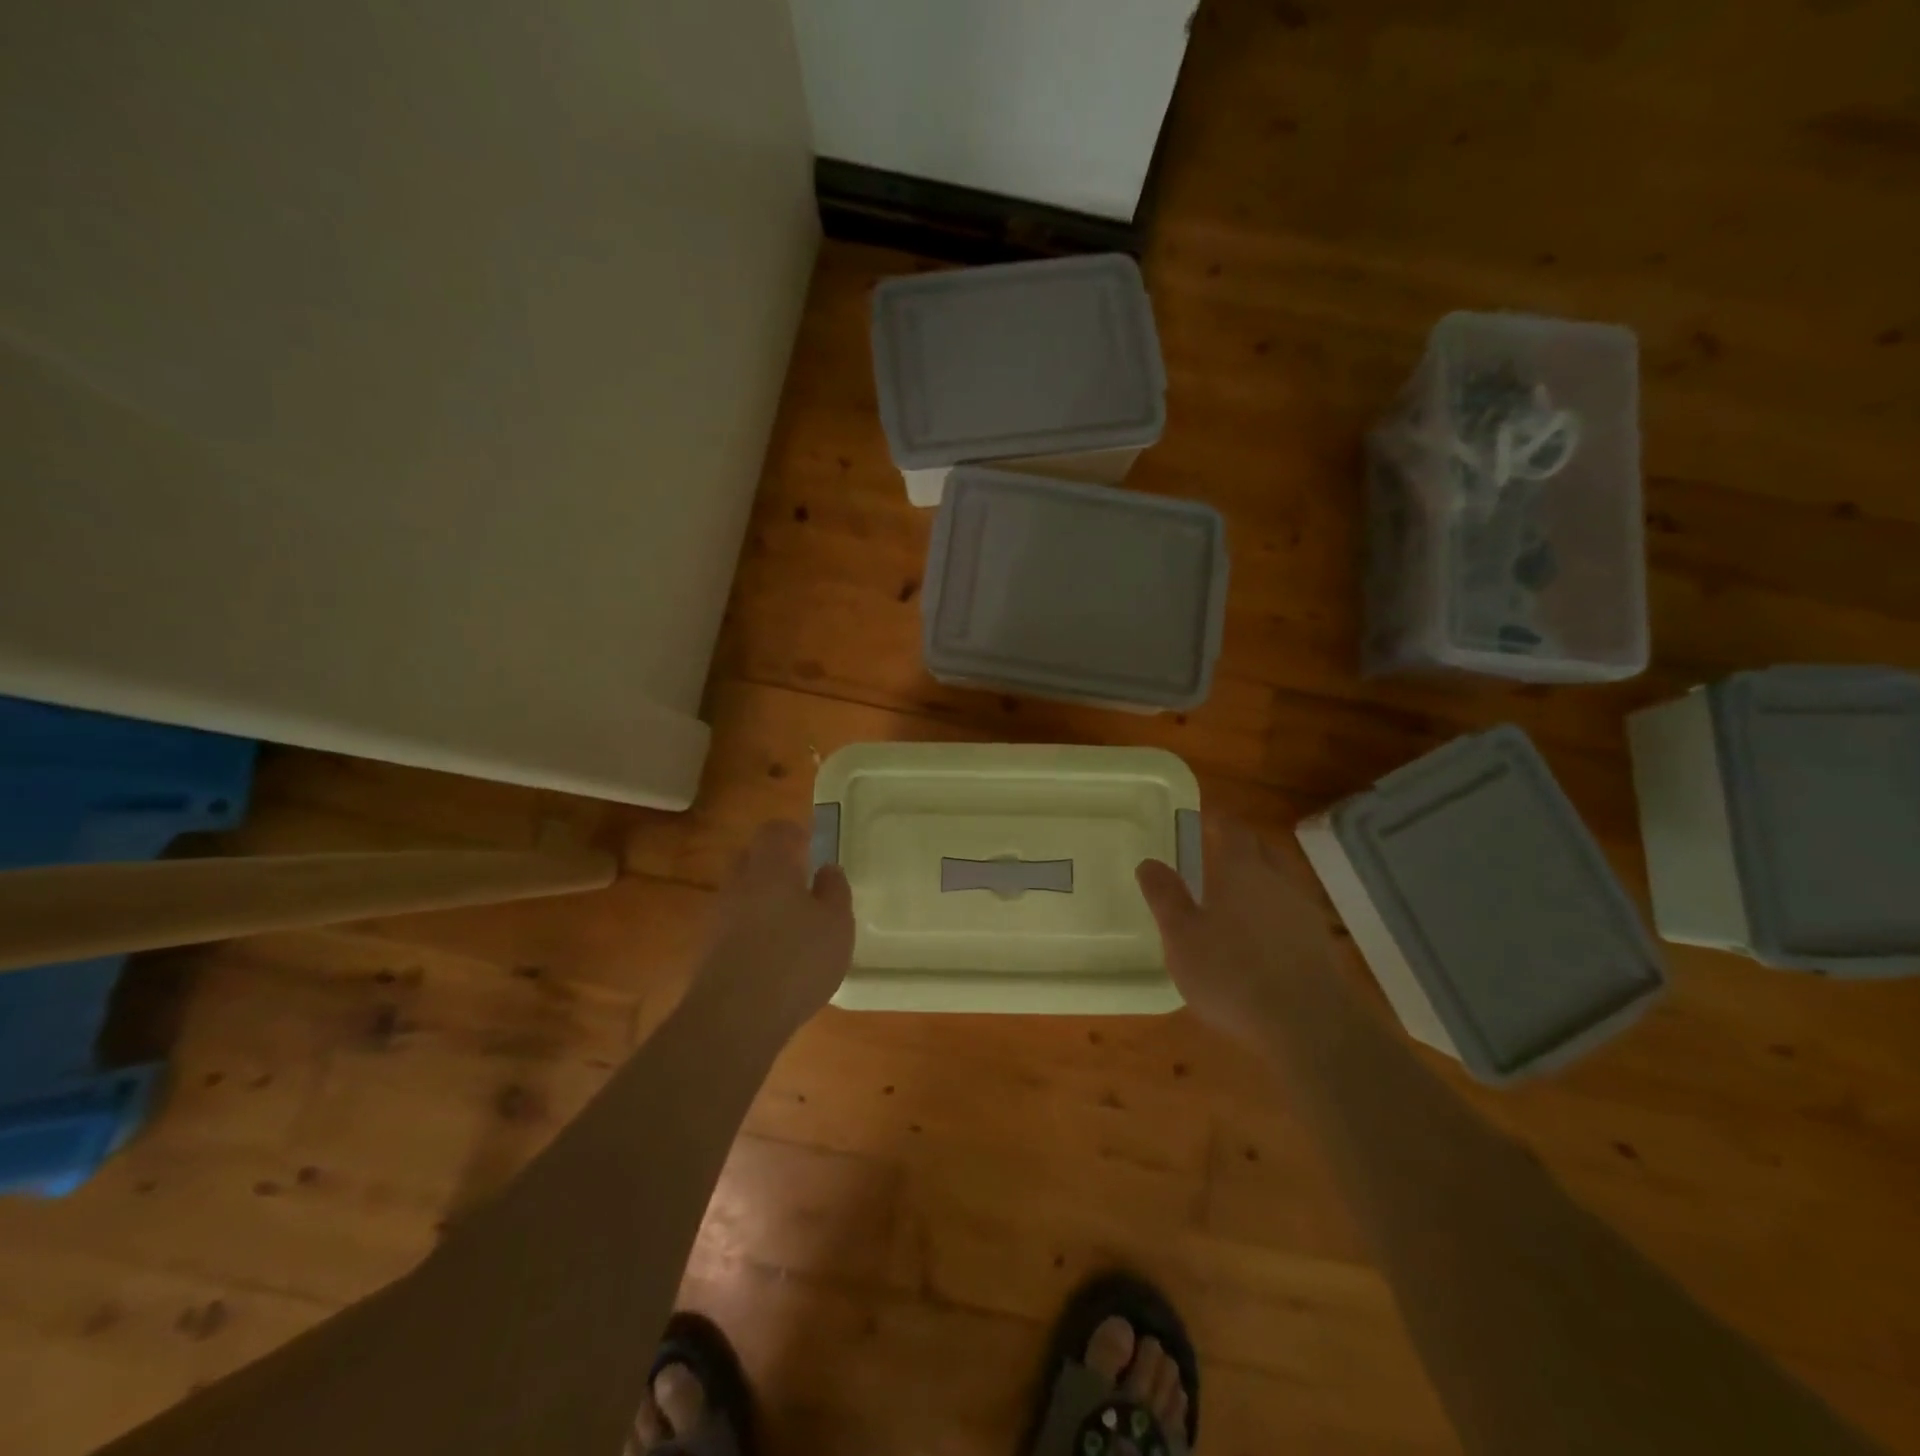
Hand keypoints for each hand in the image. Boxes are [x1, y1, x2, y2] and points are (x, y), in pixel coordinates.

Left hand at [691, 820, 853, 1034]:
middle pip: (750, 859)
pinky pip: (733, 926)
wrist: (734, 1018)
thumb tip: (828, 869)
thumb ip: (835, 891)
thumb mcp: (836, 923)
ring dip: (761, 899)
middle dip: (773, 863)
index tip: (808, 840)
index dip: (792, 832)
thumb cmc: (797, 958)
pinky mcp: (708, 952)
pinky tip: (772, 953)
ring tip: (790, 920)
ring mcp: (718, 918)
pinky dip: (751, 930)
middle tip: (800, 877)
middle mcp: (738, 884)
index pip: (775, 832)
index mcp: (771, 867)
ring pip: (740, 894)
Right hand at [1136, 817, 1340, 1039]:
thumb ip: (1165, 897)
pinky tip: (1261, 939)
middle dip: (1241, 846)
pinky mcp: (1321, 945)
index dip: (1217, 821)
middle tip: (1217, 853)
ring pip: (1280, 882)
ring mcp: (1305, 912)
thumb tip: (1149, 863)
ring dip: (1260, 881)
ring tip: (1236, 898)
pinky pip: (1292, 914)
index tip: (1203, 820)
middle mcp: (1278, 880)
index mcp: (1241, 870)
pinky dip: (1274, 915)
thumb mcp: (1182, 937)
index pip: (1232, 829)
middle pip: (1262, 850)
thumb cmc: (1233, 973)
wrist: (1310, 1026)